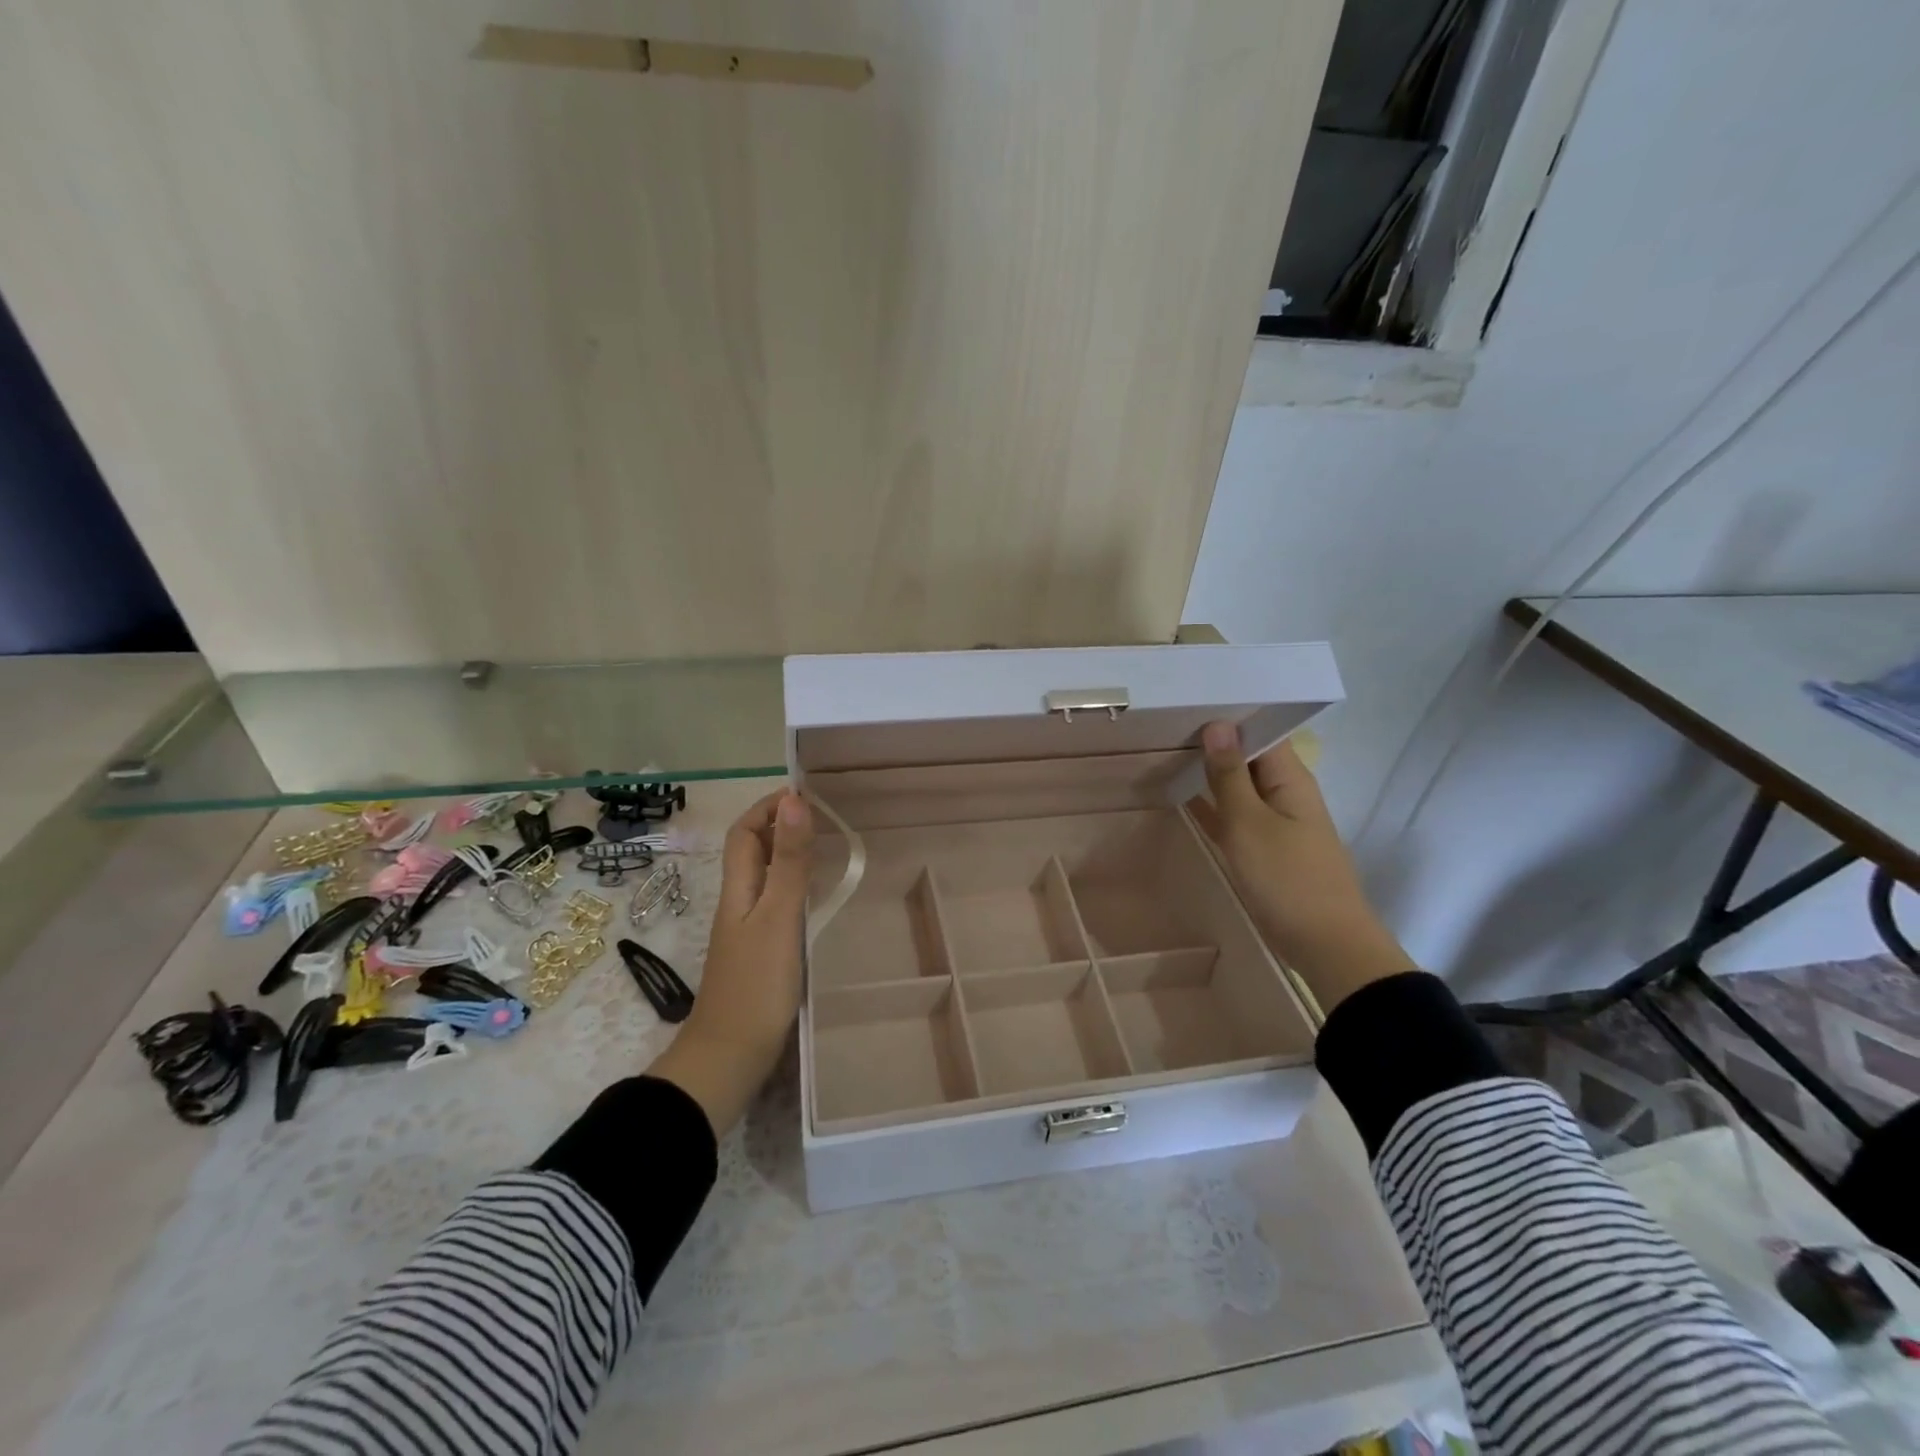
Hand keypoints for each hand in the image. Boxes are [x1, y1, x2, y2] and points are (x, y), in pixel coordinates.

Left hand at [646, 790, 812, 1135]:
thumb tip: (793, 800)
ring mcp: (748, 930)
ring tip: (828, 847)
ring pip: (765, 877)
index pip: (744, 832)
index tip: (804, 792)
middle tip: (824, 816)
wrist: (731, 1056)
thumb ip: (789, 862)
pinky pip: (776, 904)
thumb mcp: (778, 916)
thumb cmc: (756, 983)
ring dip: (789, 854)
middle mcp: (739, 903)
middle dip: (780, 825)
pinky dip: (796, 887)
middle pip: (752, 851)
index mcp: (738, 889)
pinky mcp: (760, 953)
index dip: (767, 807)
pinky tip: (819, 899)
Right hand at [1191, 722, 1413, 1011]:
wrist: (1324, 944)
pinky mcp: (1263, 847)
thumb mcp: (1249, 823)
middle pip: (1246, 756)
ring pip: (1236, 786)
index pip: (1259, 731)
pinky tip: (1178, 796)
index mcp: (1289, 778)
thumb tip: (1217, 725)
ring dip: (1207, 773)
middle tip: (1163, 725)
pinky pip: (1232, 814)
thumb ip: (1229, 775)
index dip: (1227, 716)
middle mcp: (1284, 792)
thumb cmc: (1287, 879)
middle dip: (1211, 742)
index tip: (1186, 704)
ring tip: (1164, 752)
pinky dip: (1209, 804)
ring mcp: (1273, 821)